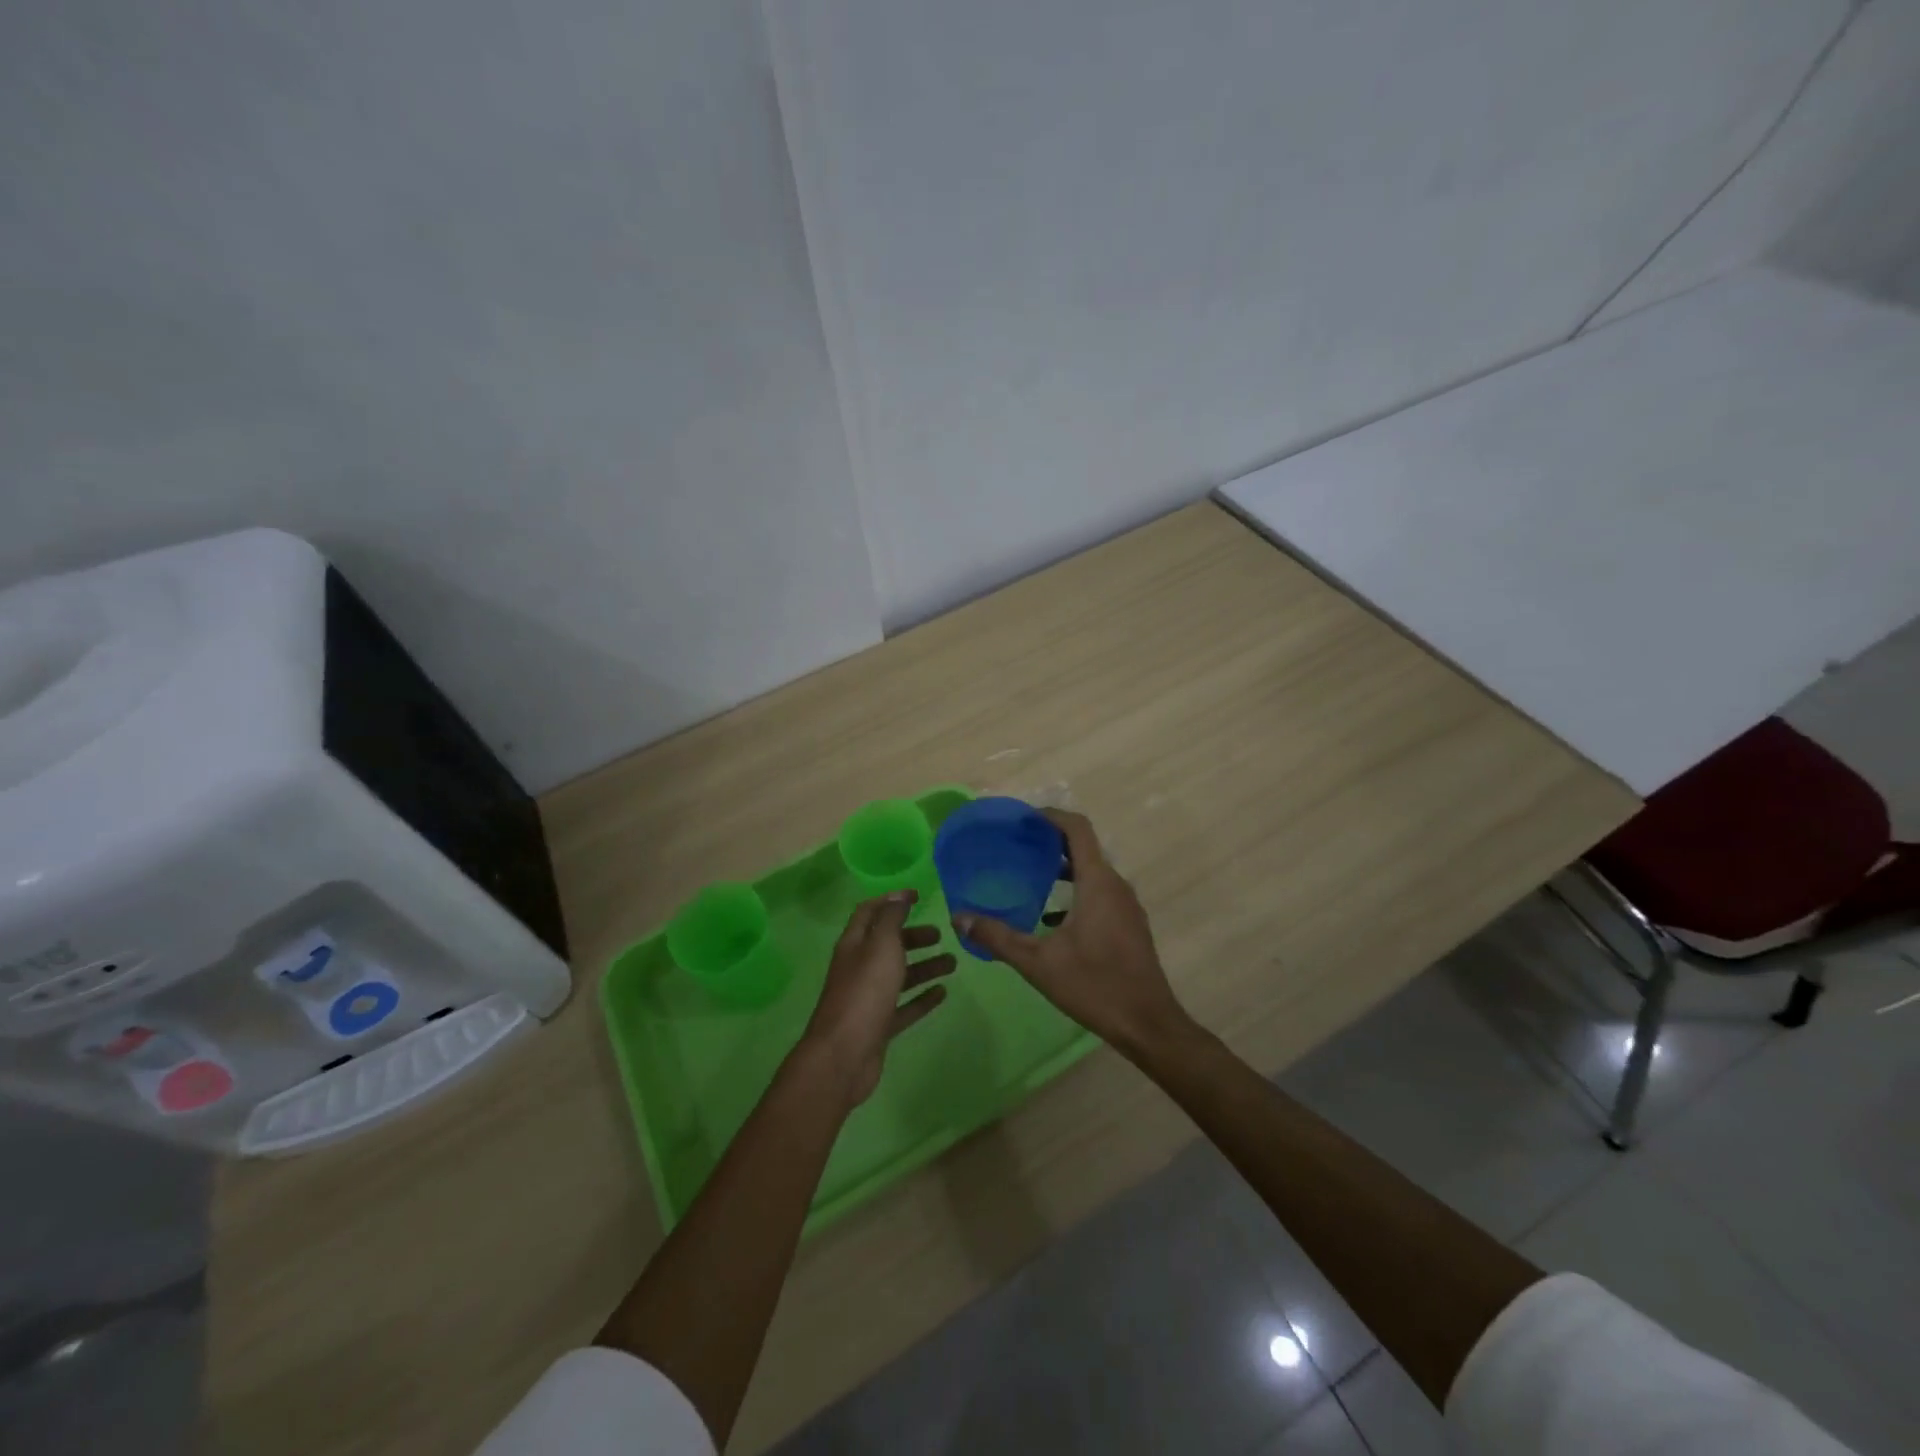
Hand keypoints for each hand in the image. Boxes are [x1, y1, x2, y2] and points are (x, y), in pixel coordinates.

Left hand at [800, 891, 955, 1105]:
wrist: (844, 1056)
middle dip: (913, 936)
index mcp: (854, 945)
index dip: (892, 900)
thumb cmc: (864, 993)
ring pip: (899, 975)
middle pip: (887, 944)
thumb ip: (891, 919)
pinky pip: (904, 1006)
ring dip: (924, 966)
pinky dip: (922, 998)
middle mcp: (859, 968)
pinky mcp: (879, 1025)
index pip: (870, 912)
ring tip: (953, 963)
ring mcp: (869, 998)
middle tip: (940, 935)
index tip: (918, 895)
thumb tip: (898, 896)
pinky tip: (942, 993)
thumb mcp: (880, 946)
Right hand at [955, 810, 1193, 1060]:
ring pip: (1092, 872)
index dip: (1050, 816)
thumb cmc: (1095, 986)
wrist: (1148, 1025)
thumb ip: (997, 937)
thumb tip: (959, 917)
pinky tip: (1050, 918)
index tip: (1022, 819)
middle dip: (1050, 842)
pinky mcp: (1129, 925)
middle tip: (1016, 847)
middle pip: (1084, 848)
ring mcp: (1126, 906)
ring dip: (1062, 868)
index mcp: (1098, 883)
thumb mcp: (1038, 963)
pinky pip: (1100, 893)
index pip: (1077, 829)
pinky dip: (1074, 892)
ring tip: (1028, 877)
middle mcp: (1116, 886)